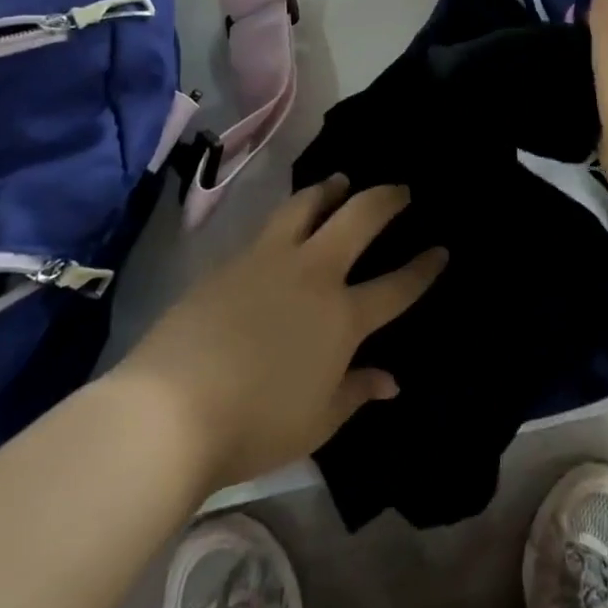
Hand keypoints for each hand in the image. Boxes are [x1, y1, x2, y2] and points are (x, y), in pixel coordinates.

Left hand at [114, 178, 444, 486]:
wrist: (167, 411)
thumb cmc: (253, 426)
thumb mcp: (317, 421)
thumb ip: (356, 392)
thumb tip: (390, 381)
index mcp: (343, 316)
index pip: (397, 285)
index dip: (424, 268)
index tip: (441, 250)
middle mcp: (313, 274)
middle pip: (359, 218)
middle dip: (387, 199)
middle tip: (400, 190)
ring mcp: (269, 261)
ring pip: (308, 205)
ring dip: (331, 189)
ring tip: (340, 181)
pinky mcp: (230, 262)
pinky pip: (270, 226)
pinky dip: (290, 214)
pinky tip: (287, 222)